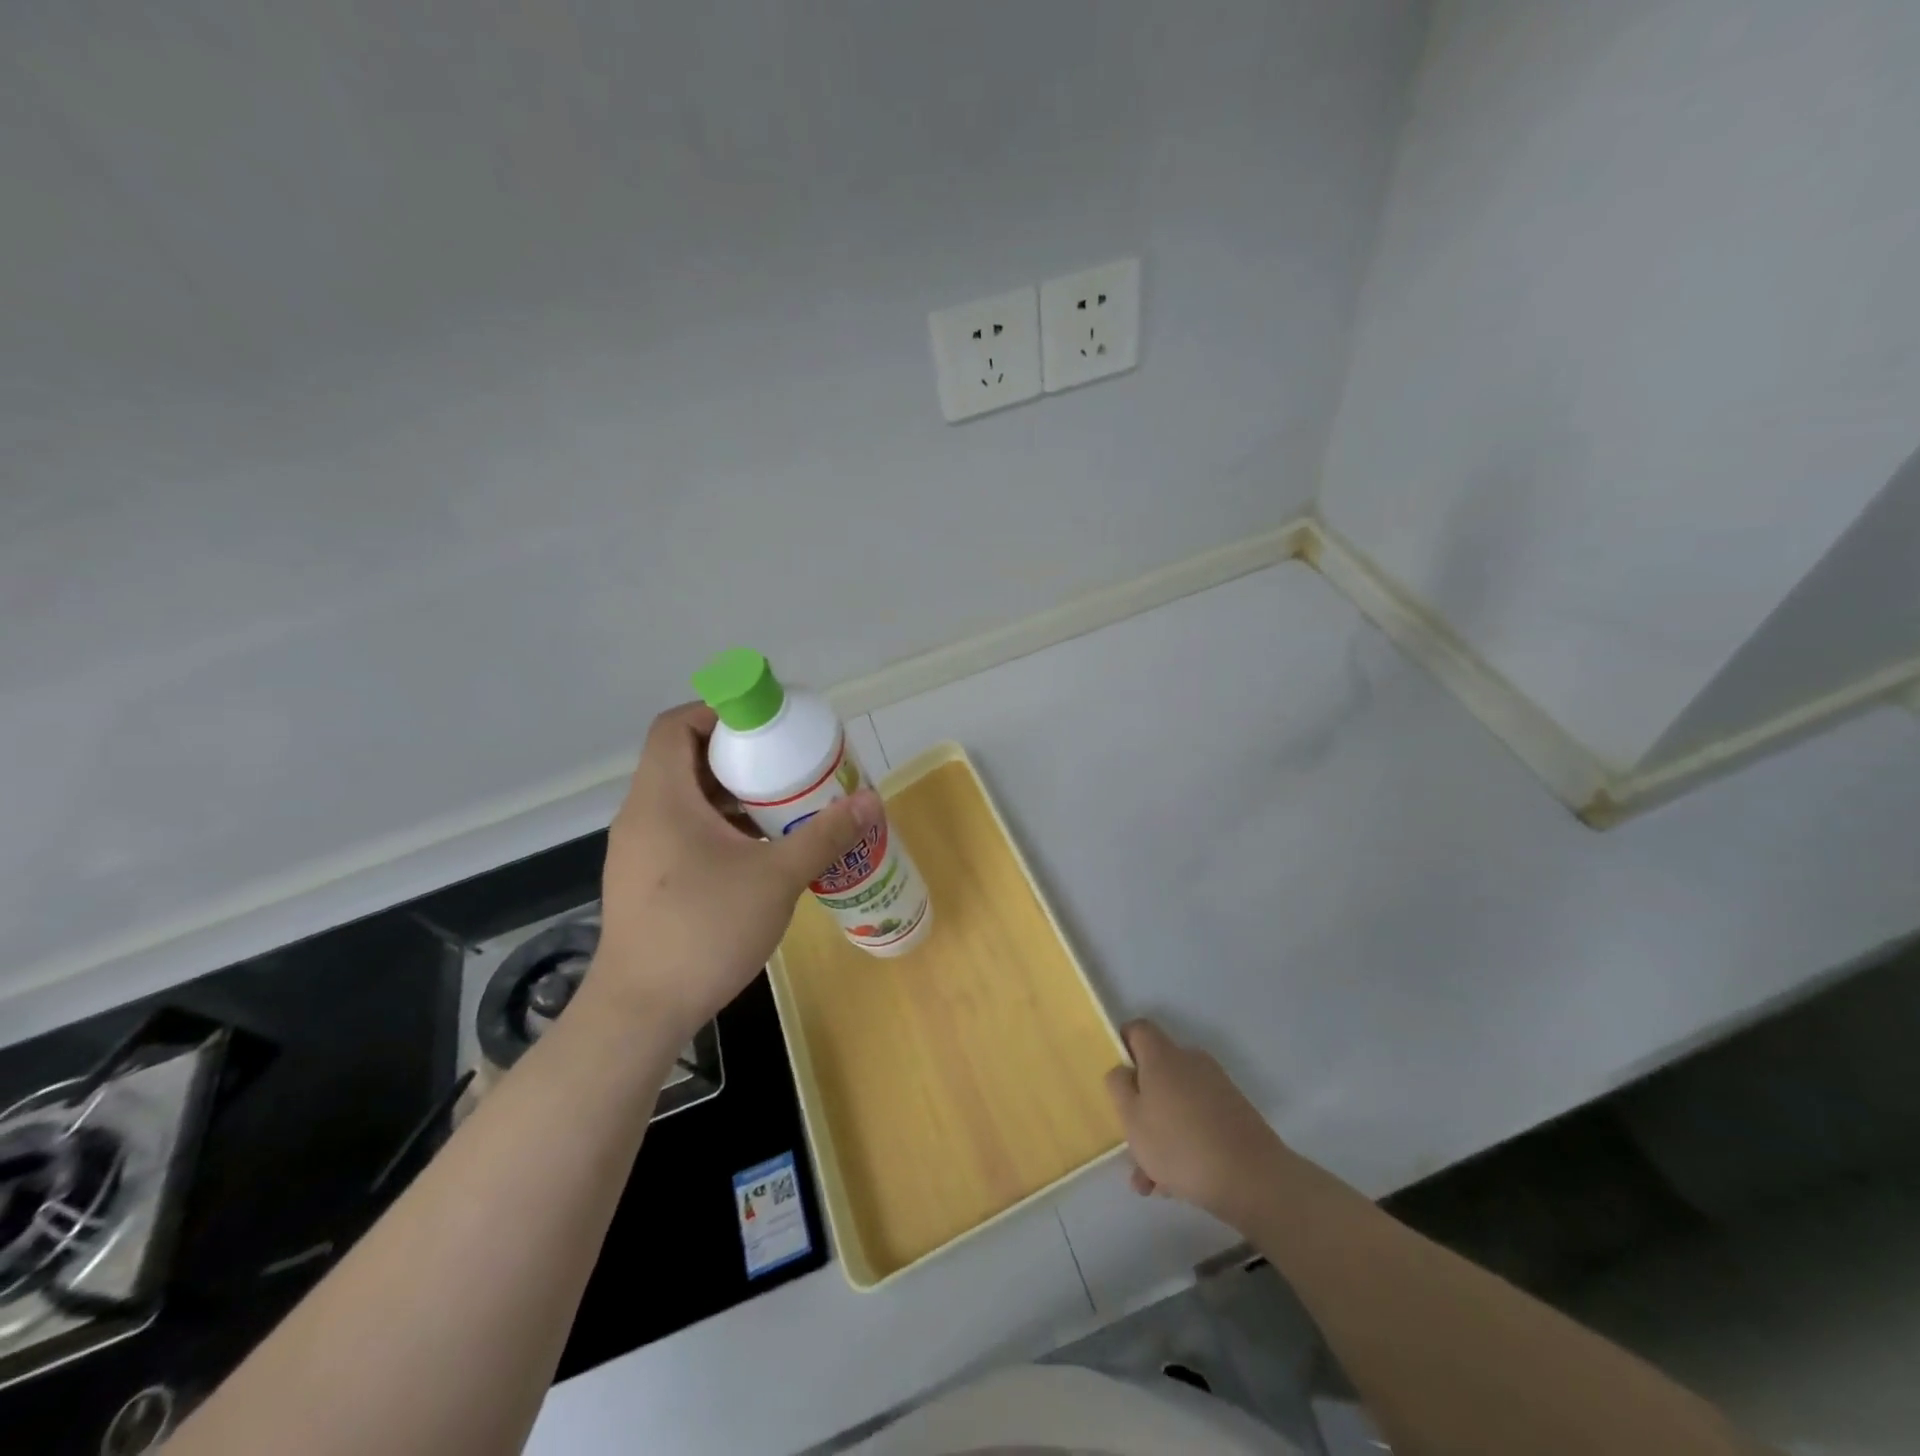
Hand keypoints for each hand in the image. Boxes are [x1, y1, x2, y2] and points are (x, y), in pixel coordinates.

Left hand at [591, 702, 881, 1039]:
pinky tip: (757, 851)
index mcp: (662, 798)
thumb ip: (824, 836)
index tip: (764, 723)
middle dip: (737, 755)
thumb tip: (871, 801)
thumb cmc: (704, 930)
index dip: (718, 711)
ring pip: (685, 799)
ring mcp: (639, 851)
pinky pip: (682, 831)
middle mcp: (642, 815)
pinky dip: (718, 826)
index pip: (675, 725)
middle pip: (683, 759)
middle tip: (786, 763)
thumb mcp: (776, 878)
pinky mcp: (645, 881)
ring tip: (780, 805)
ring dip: (730, 794)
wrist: (640, 1012)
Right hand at [1105, 1020, 1292, 1224]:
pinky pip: (1198, 1120)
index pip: (1138, 1030)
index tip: (1115, 1077)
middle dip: (1141, 1107)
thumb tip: (1123, 1070)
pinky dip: (1184, 1143)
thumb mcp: (1132, 1118)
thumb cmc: (1179, 1144)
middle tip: (1131, 1143)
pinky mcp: (1235, 1113)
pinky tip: (1176, 1186)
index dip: (1122, 1046)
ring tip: (1151, 1181)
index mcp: (1163, 1055)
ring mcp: (1216, 1087)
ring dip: (1160, 1134)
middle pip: (1156, 1073)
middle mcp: (1190, 1061)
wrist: (1253, 1179)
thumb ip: (1118, 1087)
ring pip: (1176, 1104)